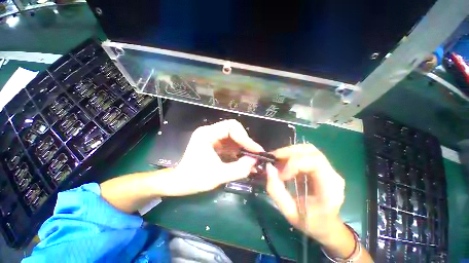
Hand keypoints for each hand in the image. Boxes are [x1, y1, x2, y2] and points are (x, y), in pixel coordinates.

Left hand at [165, 119, 262, 195]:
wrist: (179, 182)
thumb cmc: (194, 179)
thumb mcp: (218, 176)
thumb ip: (238, 169)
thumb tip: (254, 161)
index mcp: (207, 134)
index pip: (231, 127)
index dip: (245, 137)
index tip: (255, 150)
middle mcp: (209, 131)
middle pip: (233, 129)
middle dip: (245, 141)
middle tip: (254, 153)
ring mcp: (212, 136)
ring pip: (233, 135)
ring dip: (242, 146)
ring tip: (251, 157)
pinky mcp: (214, 143)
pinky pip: (230, 142)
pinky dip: (237, 149)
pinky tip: (242, 158)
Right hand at [265, 144, 345, 244]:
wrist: (327, 226)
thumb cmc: (310, 223)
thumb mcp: (289, 212)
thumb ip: (276, 190)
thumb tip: (268, 167)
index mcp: (330, 188)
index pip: (315, 162)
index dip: (294, 164)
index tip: (280, 175)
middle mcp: (332, 174)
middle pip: (310, 151)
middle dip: (288, 152)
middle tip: (273, 159)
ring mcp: (328, 168)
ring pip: (307, 149)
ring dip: (289, 151)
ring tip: (277, 159)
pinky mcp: (321, 166)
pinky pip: (305, 153)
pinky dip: (291, 154)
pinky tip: (283, 162)